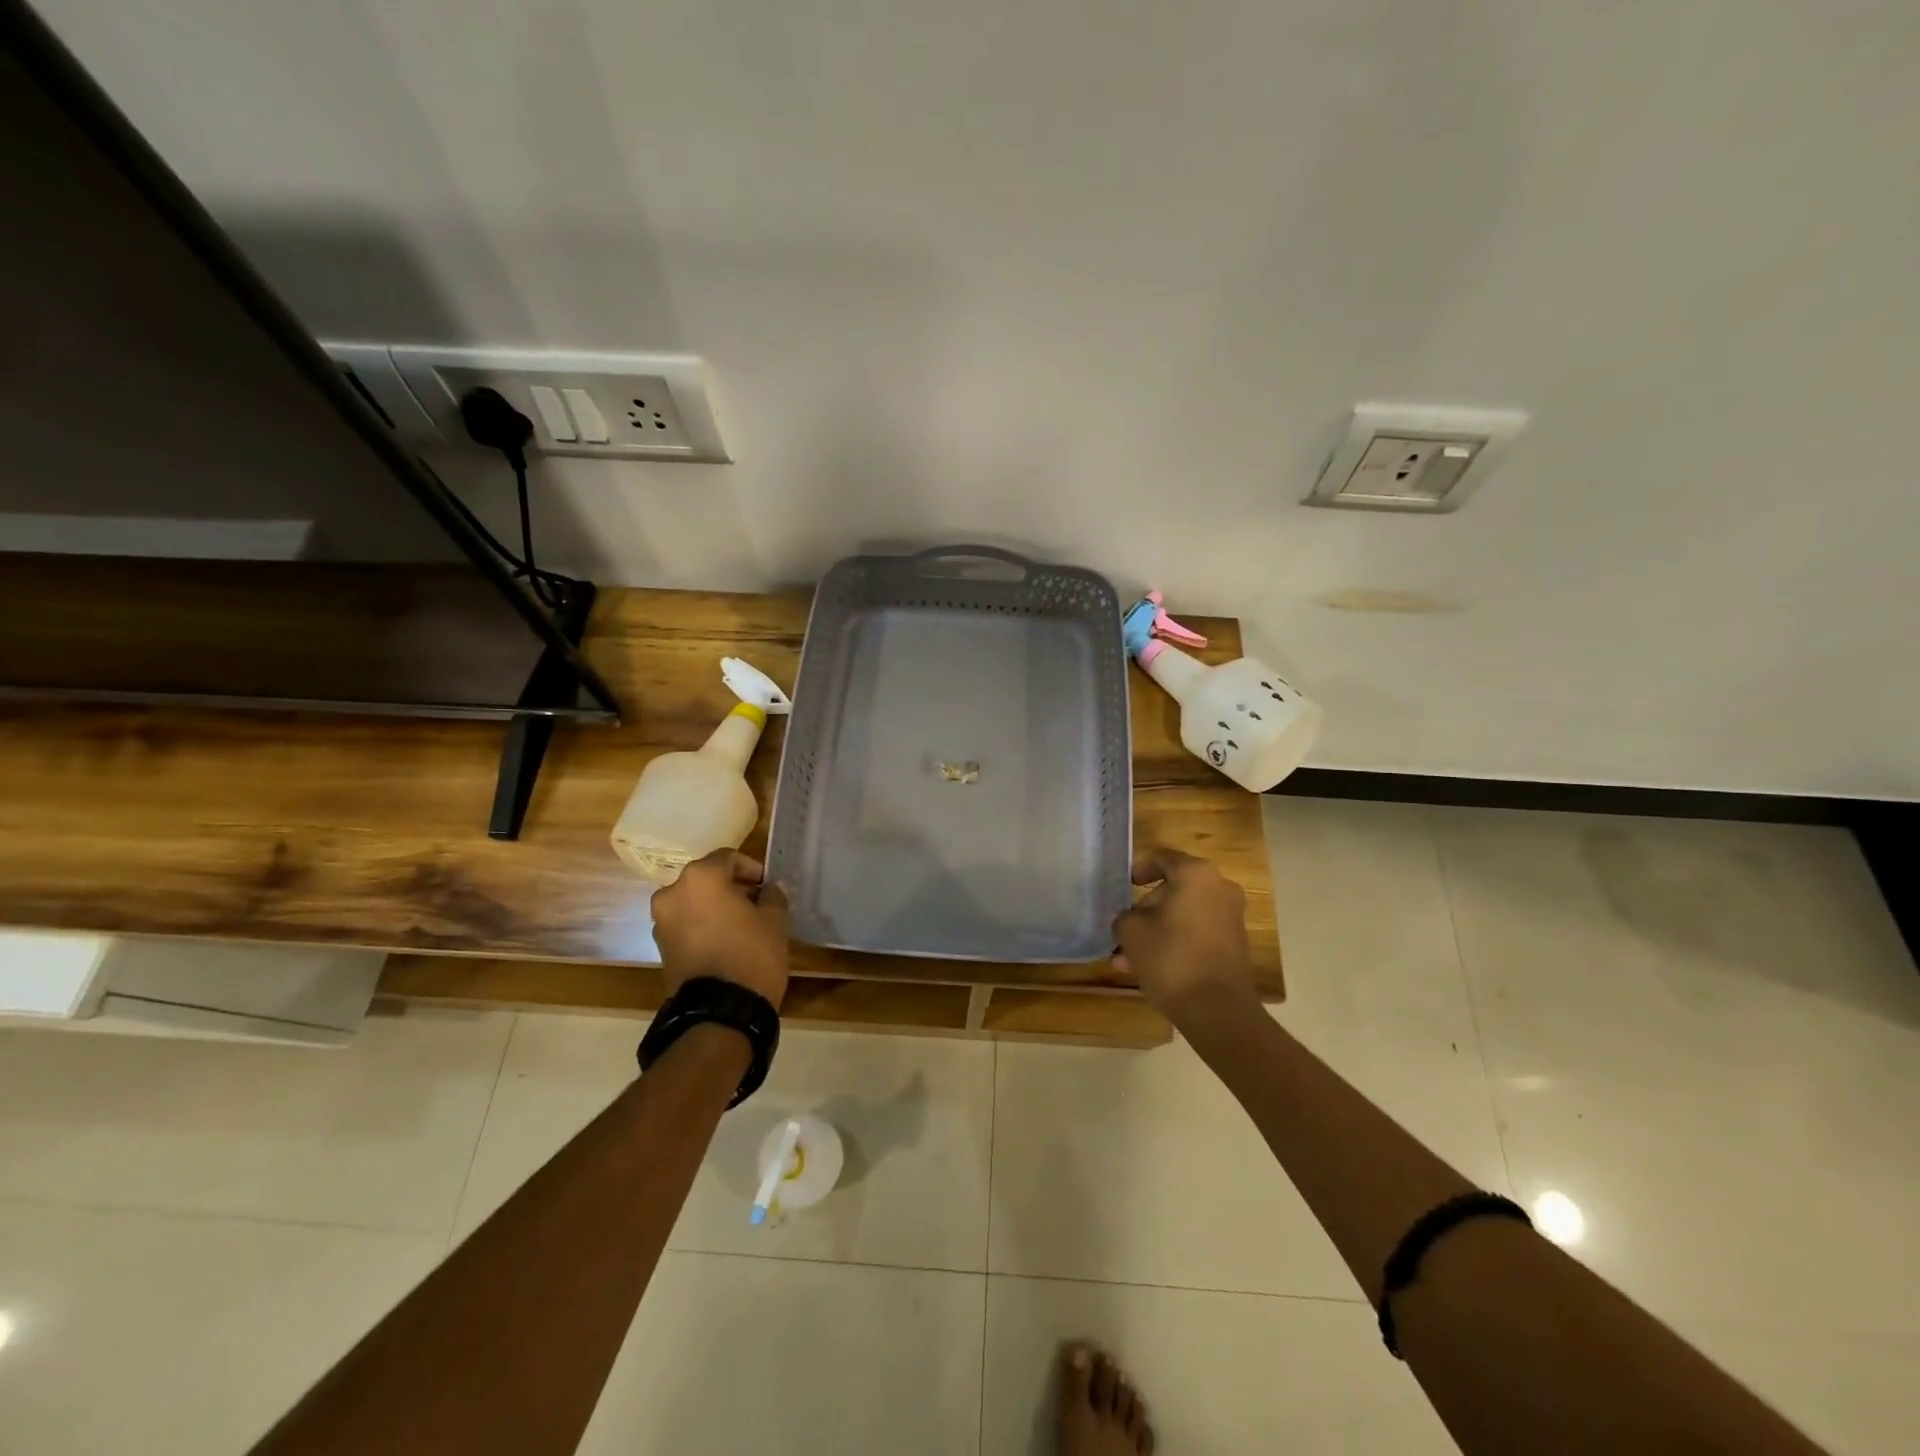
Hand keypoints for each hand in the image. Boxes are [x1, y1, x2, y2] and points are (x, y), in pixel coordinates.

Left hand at [651, 851, 789, 1006]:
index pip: (728, 858)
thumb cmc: (751, 954)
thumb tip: (769, 889)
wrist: (720, 1012)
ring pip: (694, 902)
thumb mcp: (774, 920)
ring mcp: (662, 922)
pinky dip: (703, 926)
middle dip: (731, 888)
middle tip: (757, 903)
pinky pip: (686, 925)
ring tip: (742, 925)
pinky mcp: (660, 948)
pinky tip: (726, 942)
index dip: (752, 869)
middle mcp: (672, 893)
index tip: (768, 886)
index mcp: (700, 877)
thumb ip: (772, 896)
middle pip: (707, 880)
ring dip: (715, 907)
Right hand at [1113, 848, 1259, 1026]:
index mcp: (1196, 874)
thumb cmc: (1171, 957)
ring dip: (1156, 930)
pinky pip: (1196, 933)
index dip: (1137, 869)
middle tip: (1123, 928)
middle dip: (1145, 908)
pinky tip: (1147, 968)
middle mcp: (1219, 888)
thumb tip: (1129, 918)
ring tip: (1127, 957)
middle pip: (1173, 888)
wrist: (1217, 1009)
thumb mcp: (1131, 931)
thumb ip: (1125, 916)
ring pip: (1183, 915)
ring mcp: (1230, 917)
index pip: (1161, 858)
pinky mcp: (1234, 944)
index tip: (1122, 885)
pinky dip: (1174, 943)